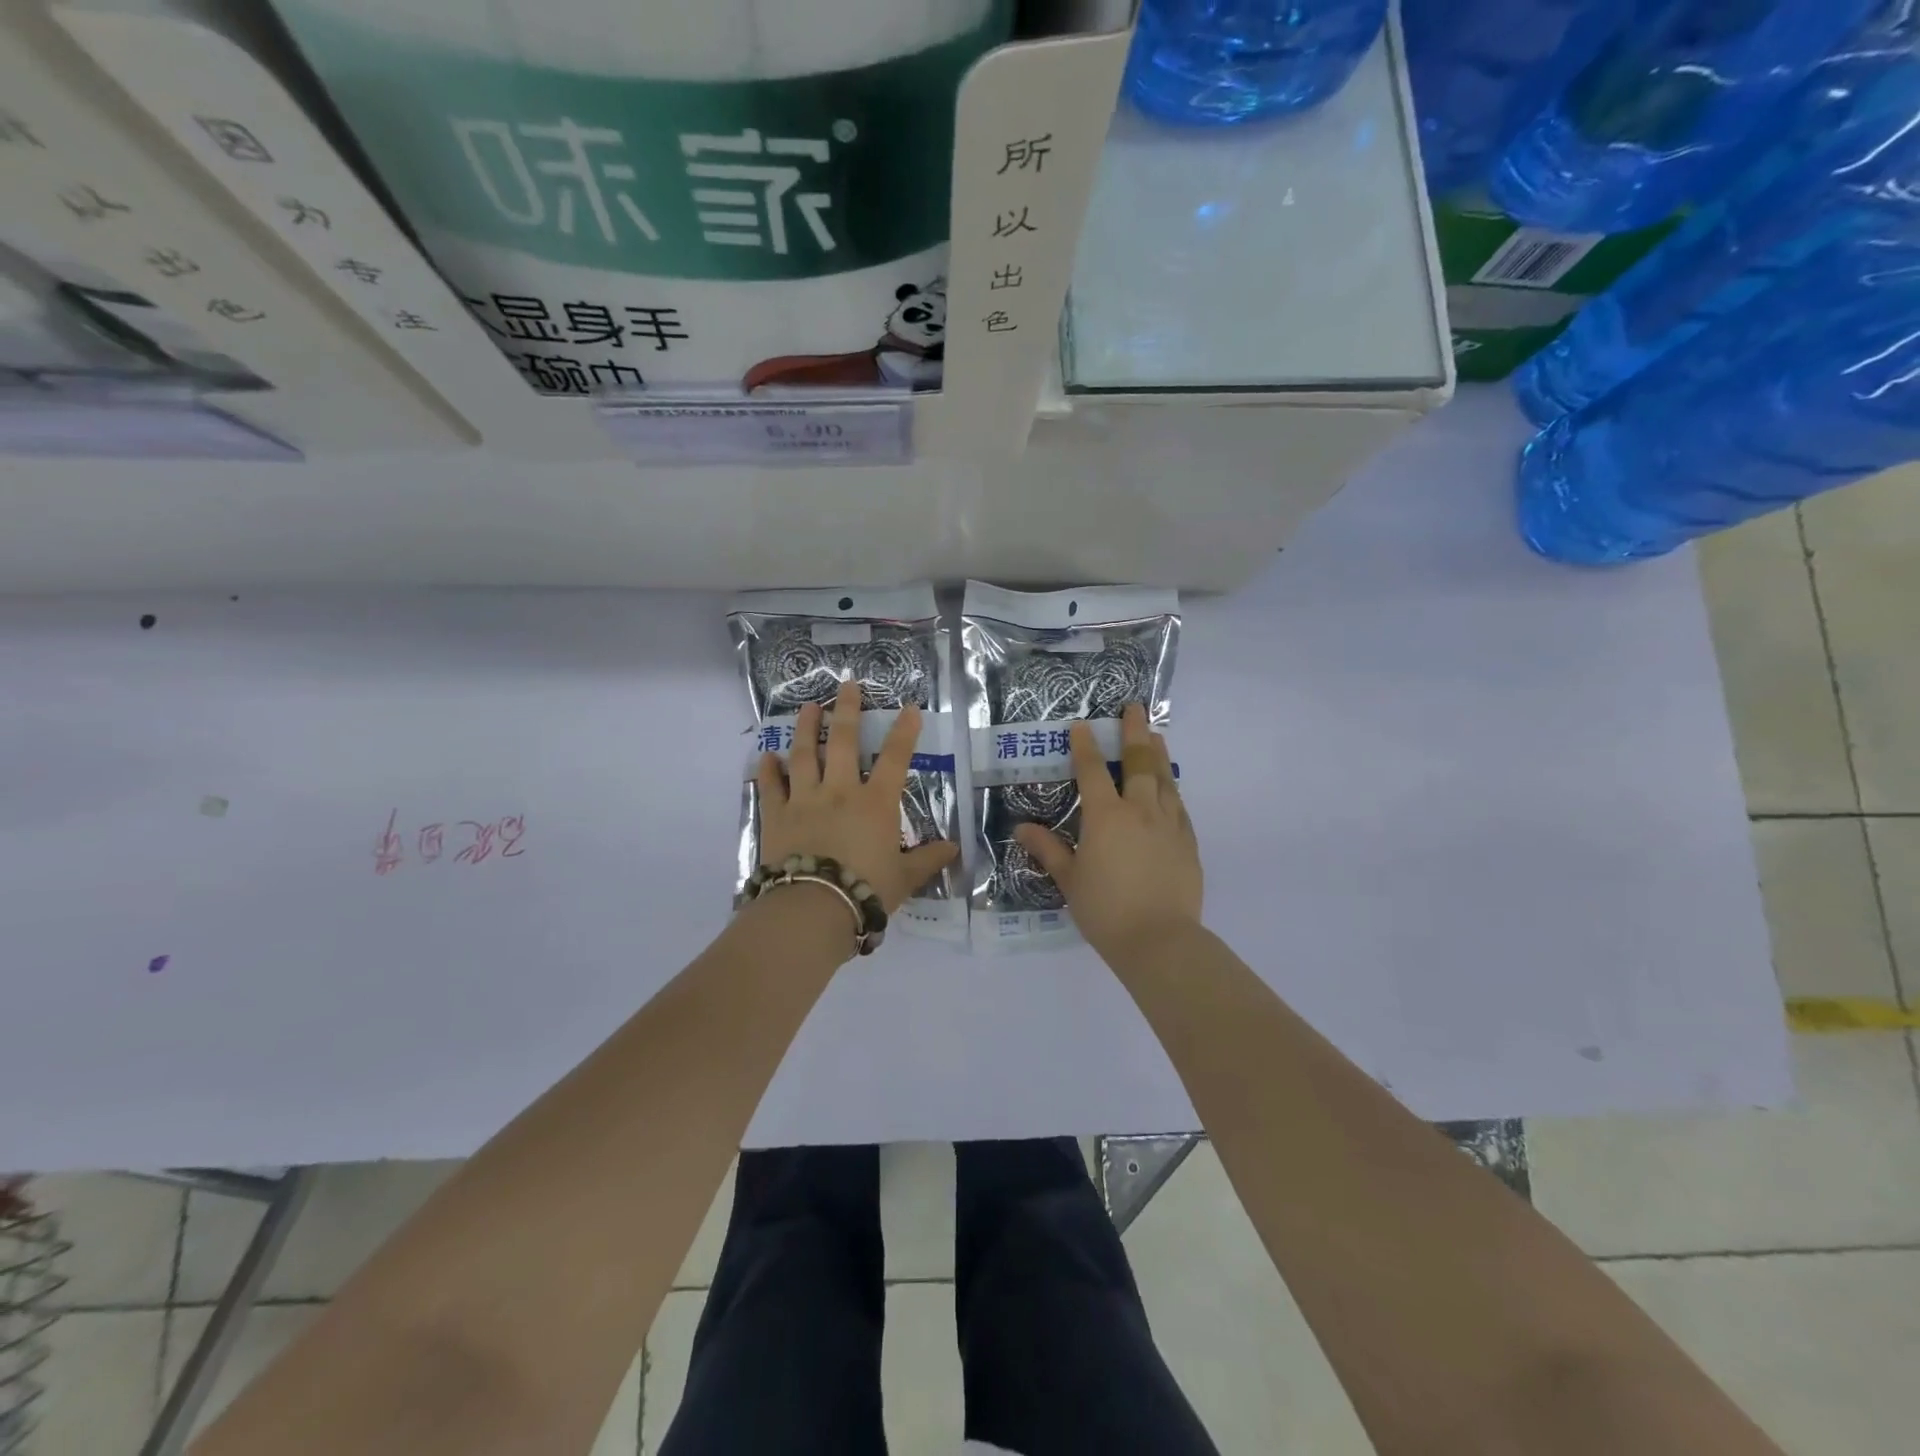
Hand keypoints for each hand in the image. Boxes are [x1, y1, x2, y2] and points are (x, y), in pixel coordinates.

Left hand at [756, 678, 958, 912]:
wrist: (813, 908)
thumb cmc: (866, 890)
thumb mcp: (903, 877)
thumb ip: (927, 860)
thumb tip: (953, 850)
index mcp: (875, 803)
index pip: (895, 759)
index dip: (904, 731)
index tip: (909, 707)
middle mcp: (840, 791)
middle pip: (844, 742)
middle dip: (847, 710)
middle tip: (847, 685)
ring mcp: (804, 800)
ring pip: (804, 755)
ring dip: (806, 728)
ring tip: (807, 707)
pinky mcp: (776, 816)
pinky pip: (770, 787)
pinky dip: (767, 770)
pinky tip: (766, 756)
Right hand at [1015, 704, 1202, 960]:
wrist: (1160, 940)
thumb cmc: (1105, 910)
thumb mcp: (1069, 880)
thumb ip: (1048, 849)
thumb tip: (1021, 828)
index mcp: (1106, 817)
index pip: (1093, 771)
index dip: (1086, 746)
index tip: (1082, 725)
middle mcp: (1139, 810)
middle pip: (1138, 762)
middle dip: (1134, 732)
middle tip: (1134, 708)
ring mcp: (1169, 823)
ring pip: (1163, 778)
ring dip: (1157, 753)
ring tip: (1155, 734)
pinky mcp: (1188, 841)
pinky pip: (1179, 804)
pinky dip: (1171, 787)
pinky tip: (1169, 784)